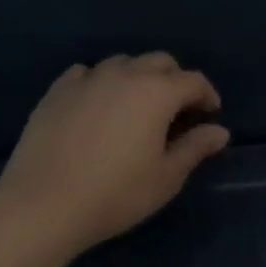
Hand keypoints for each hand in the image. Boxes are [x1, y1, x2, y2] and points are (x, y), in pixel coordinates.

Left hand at [0, 54, 230, 255]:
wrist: (45, 204)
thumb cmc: (117, 194)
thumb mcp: (166, 177)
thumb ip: (195, 148)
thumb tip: (219, 131)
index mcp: (156, 93)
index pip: (192, 81)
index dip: (207, 95)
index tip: (210, 115)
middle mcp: (123, 75)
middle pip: (158, 62)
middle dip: (175, 80)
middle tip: (178, 110)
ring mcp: (86, 80)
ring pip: (121, 63)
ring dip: (137, 77)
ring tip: (137, 106)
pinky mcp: (56, 92)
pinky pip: (85, 74)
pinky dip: (100, 82)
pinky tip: (98, 104)